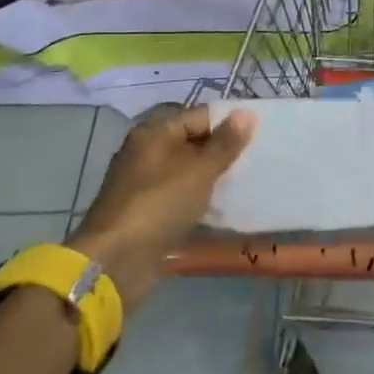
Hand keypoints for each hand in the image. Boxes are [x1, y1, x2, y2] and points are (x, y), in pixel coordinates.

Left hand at [68, 104, 255, 306]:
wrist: (115, 261)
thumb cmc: (160, 204)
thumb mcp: (200, 170)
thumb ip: (226, 142)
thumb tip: (247, 112)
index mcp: (154, 132)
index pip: (200, 116)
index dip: (229, 123)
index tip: (258, 137)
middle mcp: (145, 151)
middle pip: (192, 141)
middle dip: (221, 151)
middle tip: (255, 160)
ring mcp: (143, 182)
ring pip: (186, 170)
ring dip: (211, 176)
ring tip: (242, 183)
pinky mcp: (144, 210)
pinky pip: (178, 194)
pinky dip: (197, 198)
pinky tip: (219, 206)